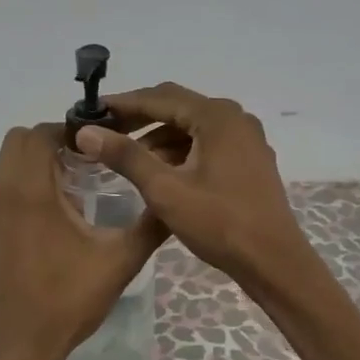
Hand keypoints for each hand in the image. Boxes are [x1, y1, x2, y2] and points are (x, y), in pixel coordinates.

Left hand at [0, 123, 165, 359]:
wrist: (17, 348)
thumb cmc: (67, 302)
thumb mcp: (119, 263)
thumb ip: (149, 225)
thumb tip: (173, 199)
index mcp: (30, 192)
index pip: (38, 133)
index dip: (68, 132)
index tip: (97, 148)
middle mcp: (1, 194)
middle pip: (18, 143)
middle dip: (51, 143)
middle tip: (86, 164)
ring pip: (7, 167)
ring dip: (37, 166)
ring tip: (74, 190)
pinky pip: (2, 193)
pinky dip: (25, 190)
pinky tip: (53, 221)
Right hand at [76, 83, 311, 292]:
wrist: (273, 261)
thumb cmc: (219, 223)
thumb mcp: (165, 190)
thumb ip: (126, 157)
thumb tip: (86, 133)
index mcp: (217, 117)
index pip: (160, 97)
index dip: (122, 103)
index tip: (91, 112)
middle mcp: (235, 118)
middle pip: (177, 107)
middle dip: (139, 118)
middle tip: (103, 132)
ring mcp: (246, 140)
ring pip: (192, 127)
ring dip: (158, 137)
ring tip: (126, 156)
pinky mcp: (249, 161)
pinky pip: (206, 144)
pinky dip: (180, 151)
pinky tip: (160, 172)